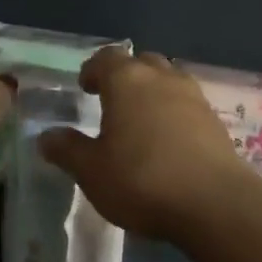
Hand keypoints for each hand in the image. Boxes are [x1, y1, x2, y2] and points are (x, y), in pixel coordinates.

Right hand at [37, 47, 253, 242]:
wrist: (216, 204)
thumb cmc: (142, 180)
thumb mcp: (92, 171)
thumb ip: (67, 150)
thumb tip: (45, 137)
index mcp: (126, 80)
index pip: (106, 57)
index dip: (93, 69)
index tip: (85, 88)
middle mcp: (161, 78)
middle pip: (141, 62)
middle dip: (125, 76)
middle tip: (112, 101)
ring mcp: (193, 97)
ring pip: (168, 81)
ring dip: (153, 93)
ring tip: (141, 121)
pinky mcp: (215, 121)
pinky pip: (187, 105)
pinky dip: (174, 114)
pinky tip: (168, 142)